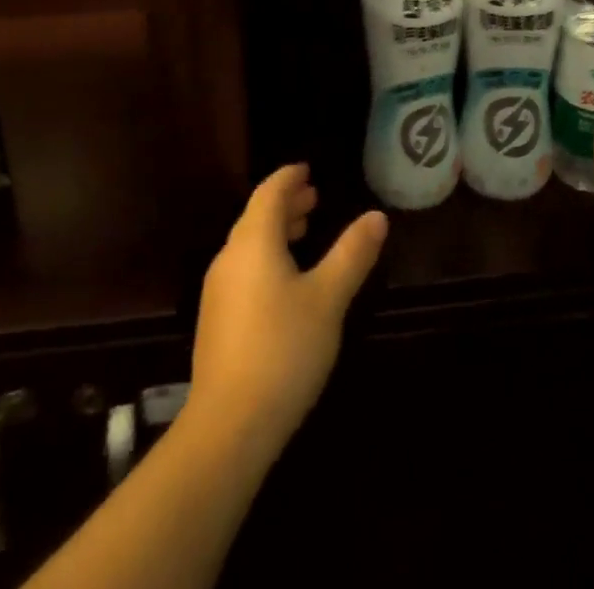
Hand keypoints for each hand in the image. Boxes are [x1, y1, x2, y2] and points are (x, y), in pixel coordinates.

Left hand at [187, 164, 388, 462]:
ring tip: (303, 231)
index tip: (307, 169)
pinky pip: (243, 269)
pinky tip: (284, 281)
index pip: (269, 193)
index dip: (288, 178)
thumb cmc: (284, 349)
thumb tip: (376, 216)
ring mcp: (218, 290)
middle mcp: (230, 257)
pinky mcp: (216, 319)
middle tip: (313, 197)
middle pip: (256, 216)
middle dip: (285, 203)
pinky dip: (266, 257)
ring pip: (249, 244)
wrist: (229, 424)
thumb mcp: (328, 299)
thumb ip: (352, 254)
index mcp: (253, 241)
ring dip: (275, 231)